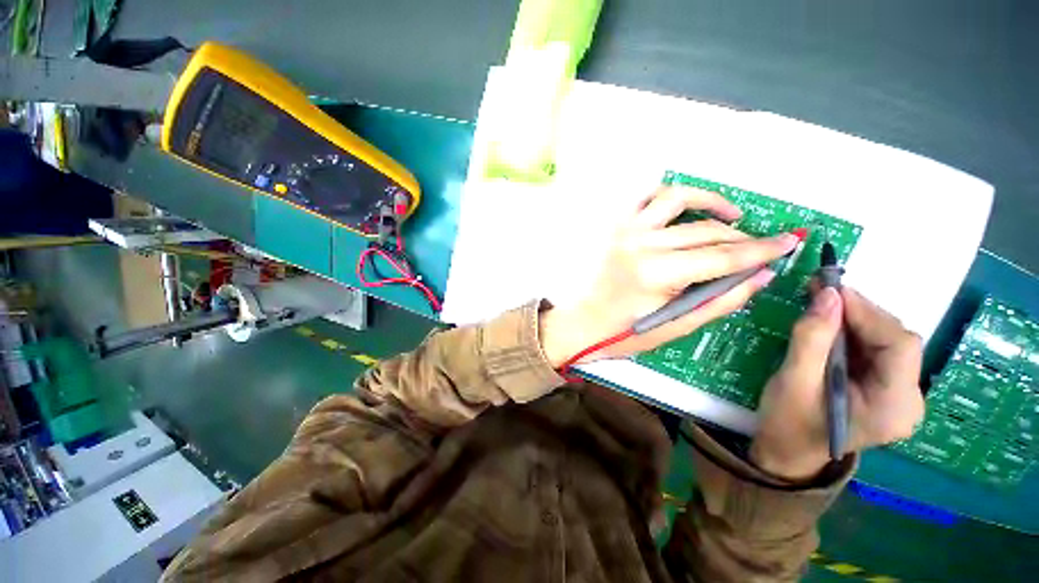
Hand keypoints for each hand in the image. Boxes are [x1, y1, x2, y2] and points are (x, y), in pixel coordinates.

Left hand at [540, 186, 799, 366]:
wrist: (583, 321)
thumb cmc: (625, 332)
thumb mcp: (676, 326)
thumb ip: (721, 300)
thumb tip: (761, 274)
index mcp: (657, 274)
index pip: (723, 256)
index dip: (762, 249)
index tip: (791, 241)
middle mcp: (642, 244)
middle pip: (706, 231)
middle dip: (743, 237)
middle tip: (763, 245)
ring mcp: (626, 231)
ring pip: (678, 199)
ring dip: (710, 201)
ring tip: (731, 216)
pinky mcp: (616, 227)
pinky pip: (646, 197)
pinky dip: (670, 196)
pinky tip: (685, 207)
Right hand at [750, 286, 924, 480]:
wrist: (788, 452)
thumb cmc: (788, 422)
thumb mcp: (793, 380)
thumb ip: (812, 338)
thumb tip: (827, 294)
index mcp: (893, 407)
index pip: (899, 346)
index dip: (868, 314)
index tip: (828, 291)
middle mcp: (909, 400)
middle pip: (897, 342)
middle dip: (860, 314)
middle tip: (820, 292)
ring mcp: (900, 396)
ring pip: (888, 342)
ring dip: (855, 320)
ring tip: (821, 303)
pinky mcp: (887, 390)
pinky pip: (877, 351)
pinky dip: (853, 332)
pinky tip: (830, 324)